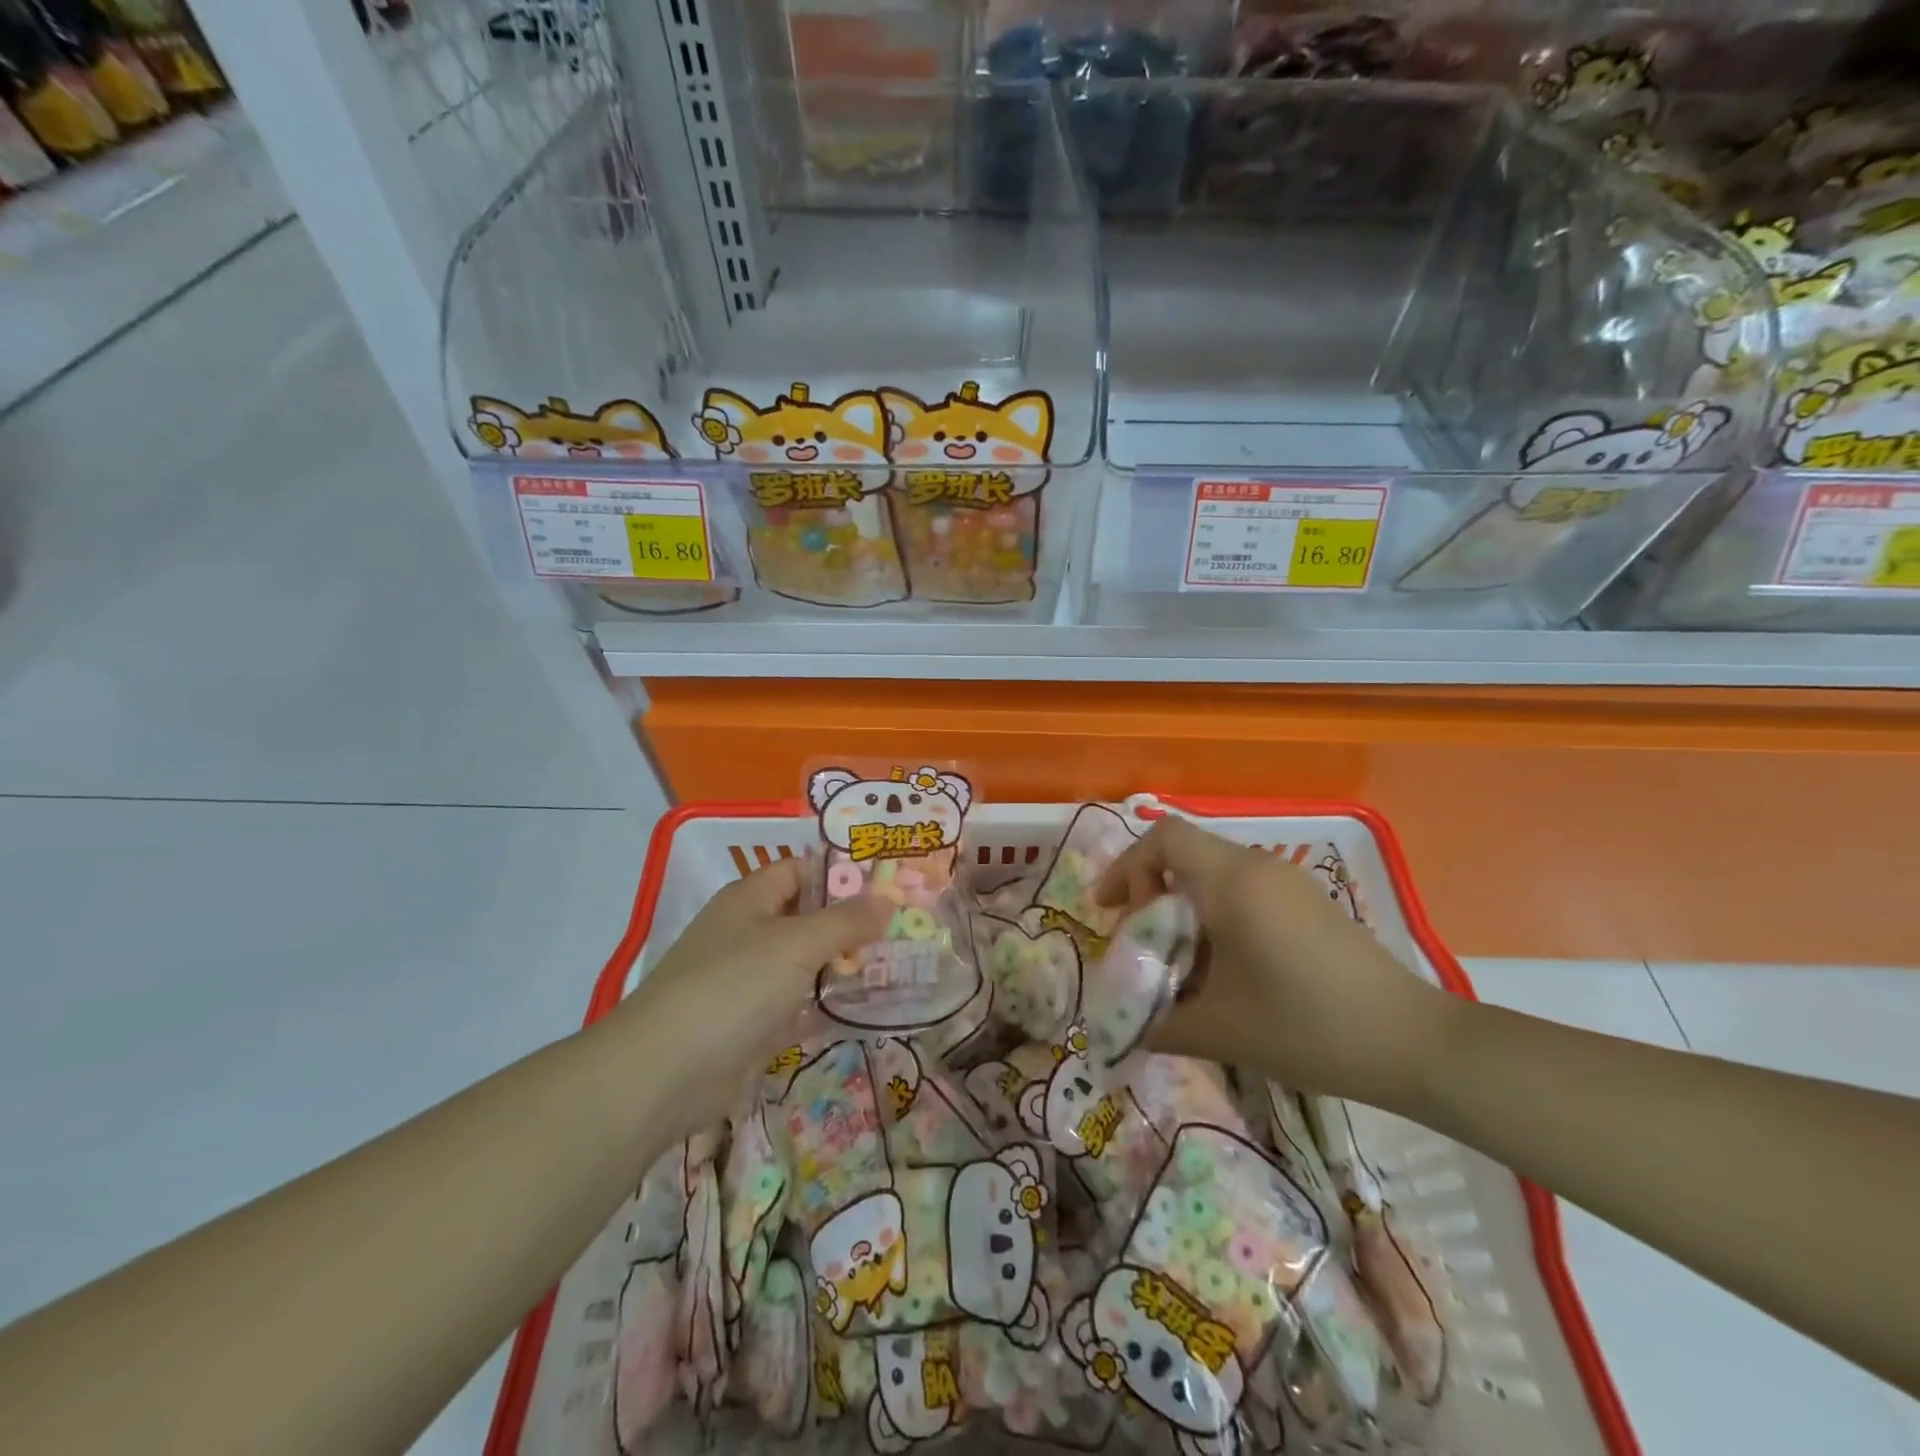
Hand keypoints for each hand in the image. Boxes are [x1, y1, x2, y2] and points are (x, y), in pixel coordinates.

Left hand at [603, 857, 887, 1135]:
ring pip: (806, 963)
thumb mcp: (797, 944)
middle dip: (853, 923)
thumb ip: (846, 921)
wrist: (666, 1073)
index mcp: (751, 898)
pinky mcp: (752, 1024)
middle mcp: (749, 932)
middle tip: (906, 928)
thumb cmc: (733, 987)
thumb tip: (887, 899)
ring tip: (898, 965)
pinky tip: (866, 1008)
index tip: (891, 883)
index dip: (843, 873)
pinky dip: (827, 1005)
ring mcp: (749, 980)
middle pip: (808, 917)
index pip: (803, 870)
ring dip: (844, 965)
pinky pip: (799, 1004)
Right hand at [1096, 816, 1461, 1105]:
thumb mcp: (1220, 1030)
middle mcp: (1259, 867)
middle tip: (1142, 941)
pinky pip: (1245, 889)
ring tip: (1180, 960)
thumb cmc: (1305, 1026)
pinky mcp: (1310, 903)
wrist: (1412, 1044)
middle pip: (1185, 853)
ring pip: (1215, 872)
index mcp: (1232, 882)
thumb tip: (1123, 1027)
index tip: (1112, 910)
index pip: (1164, 838)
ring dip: (1185, 905)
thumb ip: (1158, 1022)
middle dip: (1150, 890)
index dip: (1127, 866)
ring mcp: (1289, 882)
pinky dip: (1217, 914)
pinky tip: (1226, 968)